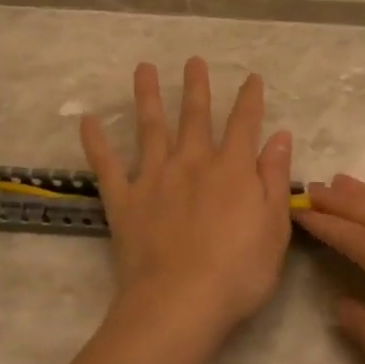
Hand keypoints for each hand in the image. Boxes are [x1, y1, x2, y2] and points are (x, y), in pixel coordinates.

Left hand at [81, 59, 293, 335]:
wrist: (180, 302)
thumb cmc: (239, 272)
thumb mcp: (274, 227)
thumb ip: (274, 178)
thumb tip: (279, 135)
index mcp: (233, 170)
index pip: (244, 124)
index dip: (250, 100)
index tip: (252, 78)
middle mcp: (192, 163)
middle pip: (195, 117)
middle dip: (196, 87)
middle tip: (193, 61)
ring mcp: (154, 178)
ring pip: (150, 128)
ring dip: (148, 96)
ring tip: (143, 69)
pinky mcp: (124, 200)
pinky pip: (106, 165)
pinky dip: (95, 142)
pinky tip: (86, 121)